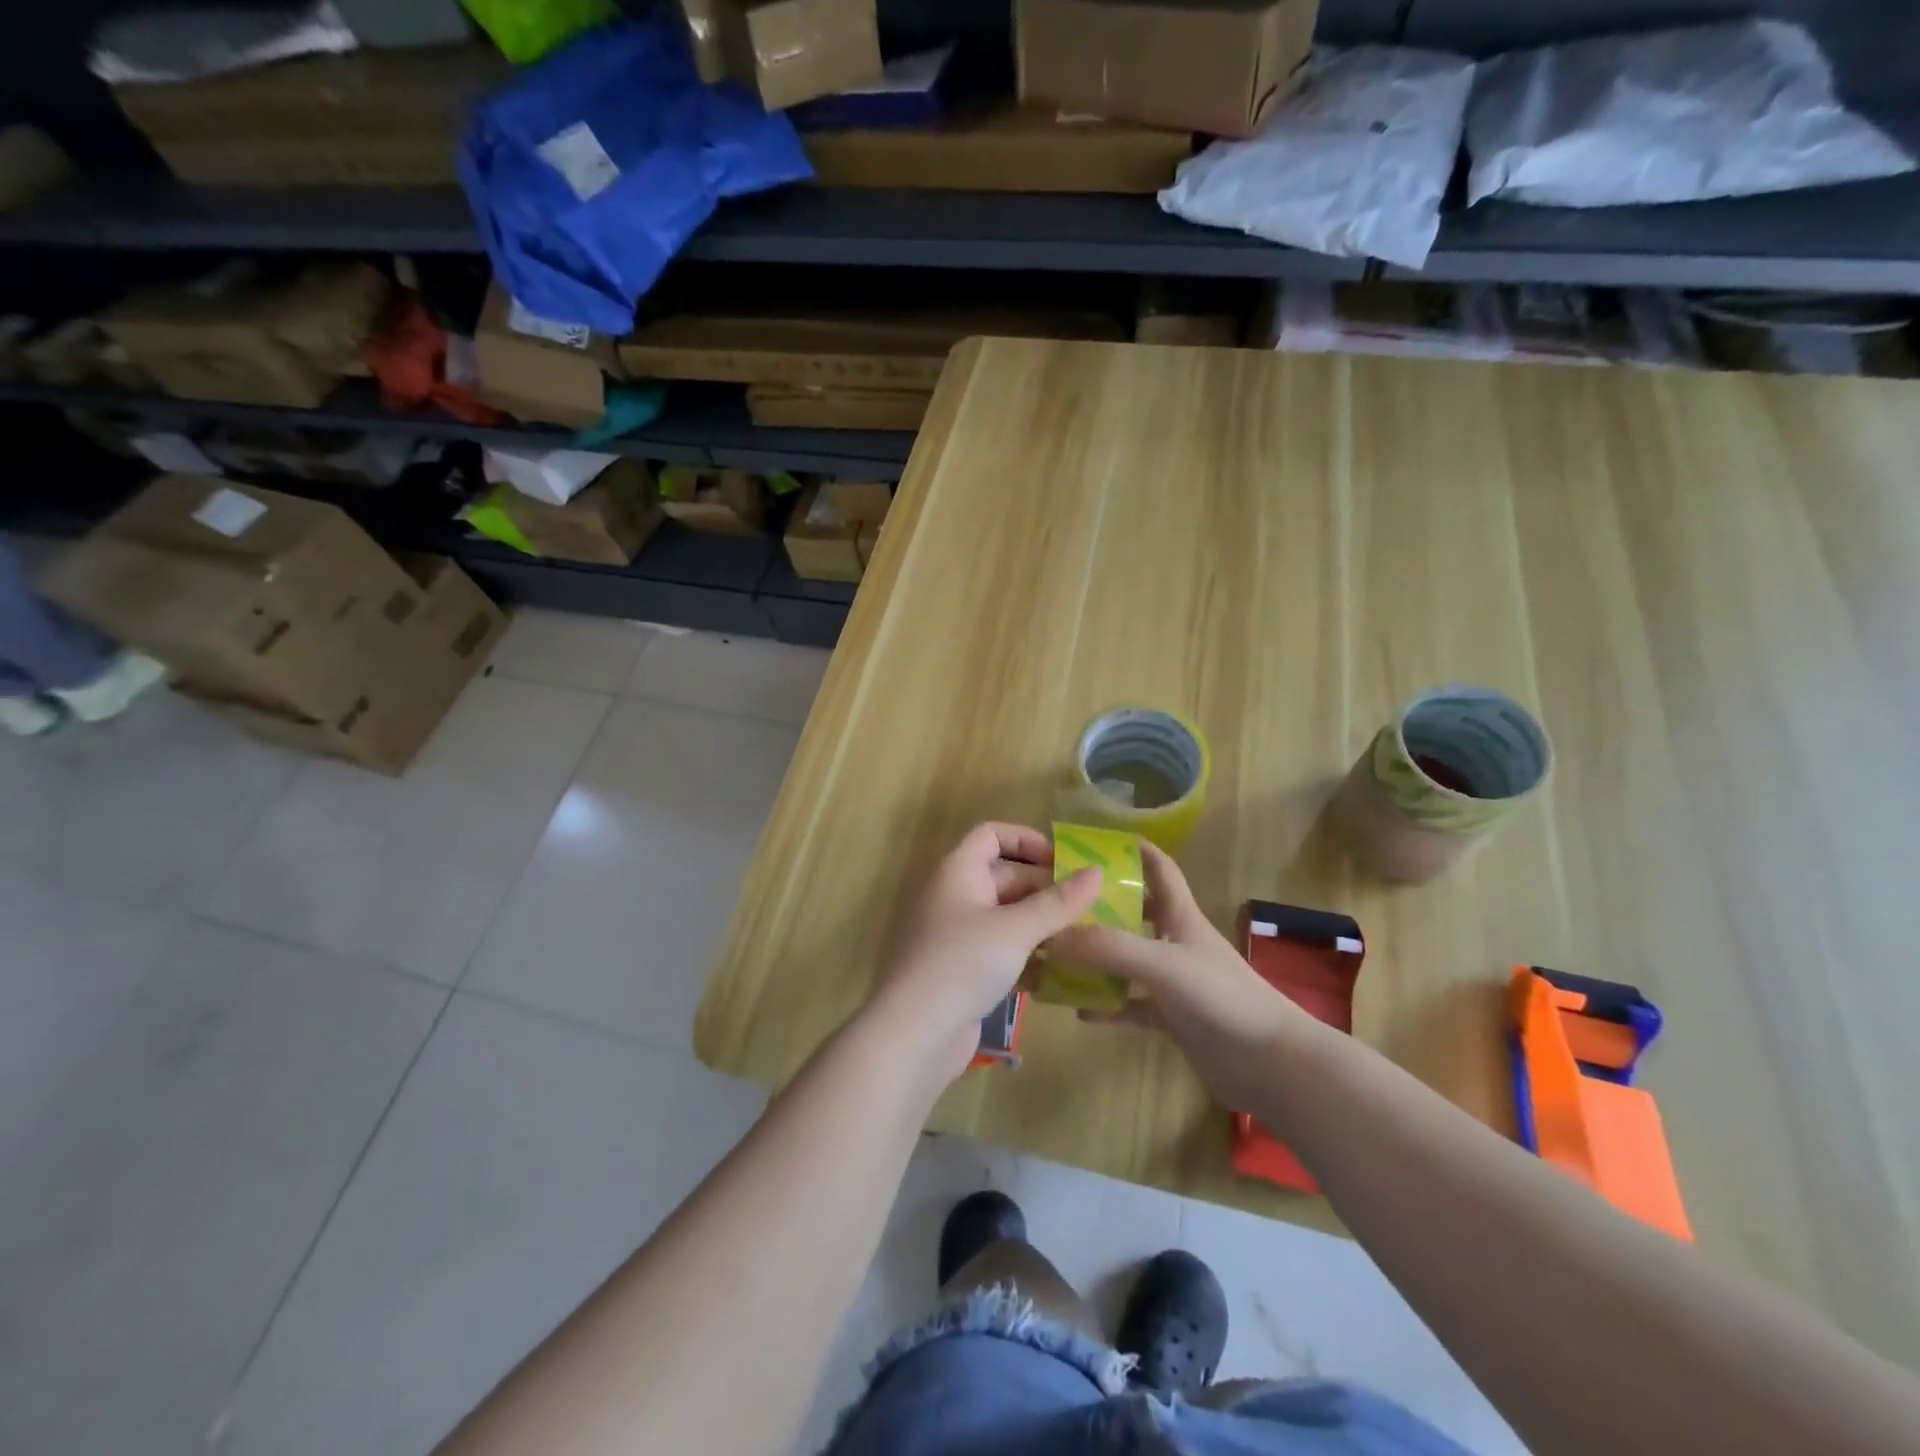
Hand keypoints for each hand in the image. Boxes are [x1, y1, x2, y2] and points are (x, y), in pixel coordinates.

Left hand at [873, 822, 1102, 1080]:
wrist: (914, 1033)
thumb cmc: (963, 963)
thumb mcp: (1016, 928)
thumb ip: (1058, 902)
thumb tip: (1097, 872)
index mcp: (958, 872)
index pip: (990, 835)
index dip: (1026, 840)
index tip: (1063, 861)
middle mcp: (954, 896)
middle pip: (1003, 876)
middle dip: (1044, 888)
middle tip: (1088, 905)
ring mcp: (956, 935)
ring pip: (1005, 917)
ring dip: (1040, 924)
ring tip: (1084, 936)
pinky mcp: (961, 971)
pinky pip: (1000, 950)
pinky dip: (1027, 954)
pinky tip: (1060, 971)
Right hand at [1048, 841, 1316, 1110]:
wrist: (1270, 1063)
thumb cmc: (1221, 997)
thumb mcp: (1162, 964)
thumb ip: (1108, 947)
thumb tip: (1050, 934)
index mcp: (1180, 916)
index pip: (1158, 868)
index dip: (1133, 849)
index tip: (1093, 841)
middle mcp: (1175, 942)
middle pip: (1134, 912)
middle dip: (1100, 904)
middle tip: (1058, 902)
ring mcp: (1174, 981)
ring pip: (1127, 959)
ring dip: (1096, 957)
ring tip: (1057, 954)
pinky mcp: (1172, 1018)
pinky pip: (1131, 1004)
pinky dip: (1107, 1005)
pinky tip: (1079, 1010)